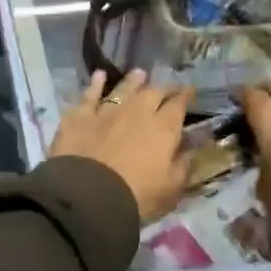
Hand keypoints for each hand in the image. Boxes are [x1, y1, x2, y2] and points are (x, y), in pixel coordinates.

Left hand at [49, 69, 194, 223]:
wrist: (89, 195)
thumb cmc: (136, 197)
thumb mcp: (170, 190)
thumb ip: (182, 167)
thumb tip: (190, 150)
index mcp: (163, 129)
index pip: (178, 106)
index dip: (185, 97)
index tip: (190, 91)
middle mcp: (137, 112)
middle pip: (153, 92)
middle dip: (163, 88)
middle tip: (167, 86)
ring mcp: (107, 111)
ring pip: (123, 89)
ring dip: (133, 81)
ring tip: (140, 73)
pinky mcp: (80, 115)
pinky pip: (90, 95)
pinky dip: (95, 84)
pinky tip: (99, 75)